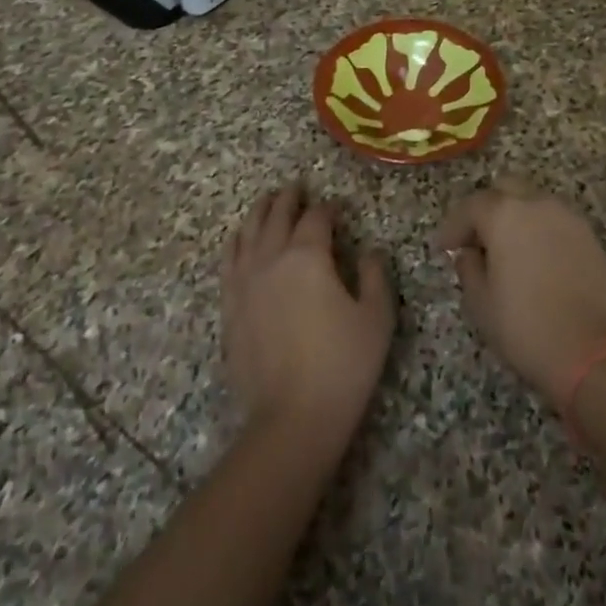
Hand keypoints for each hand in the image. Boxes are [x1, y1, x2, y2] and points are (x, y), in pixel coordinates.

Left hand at [222, 183, 393, 453]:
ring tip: (268, 201)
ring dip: (260, 212)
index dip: (328, 208)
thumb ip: (376, 275)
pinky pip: (229, 260)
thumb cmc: (343, 365)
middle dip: (289, 199)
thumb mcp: (377, 318)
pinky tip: (239, 238)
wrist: (292, 417)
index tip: (336, 207)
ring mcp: (245, 281)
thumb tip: (370, 250)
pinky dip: (236, 241)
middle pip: (277, 216)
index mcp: (309, 256)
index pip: (317, 218)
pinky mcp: (230, 306)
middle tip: (296, 187)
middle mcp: (271, 258)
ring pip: (248, 232)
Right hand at [435, 178, 605, 406]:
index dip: (453, 226)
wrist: (593, 353)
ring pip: (534, 203)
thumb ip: (469, 268)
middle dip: (487, 210)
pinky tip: (536, 262)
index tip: (444, 248)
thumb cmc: (526, 326)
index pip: (471, 206)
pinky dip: (541, 232)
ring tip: (507, 252)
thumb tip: (471, 254)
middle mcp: (538, 205)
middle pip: (506, 189)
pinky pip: (557, 223)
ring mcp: (569, 219)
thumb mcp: (480, 302)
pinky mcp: (591, 239)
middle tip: (477, 241)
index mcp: (505, 214)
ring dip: (516, 219)